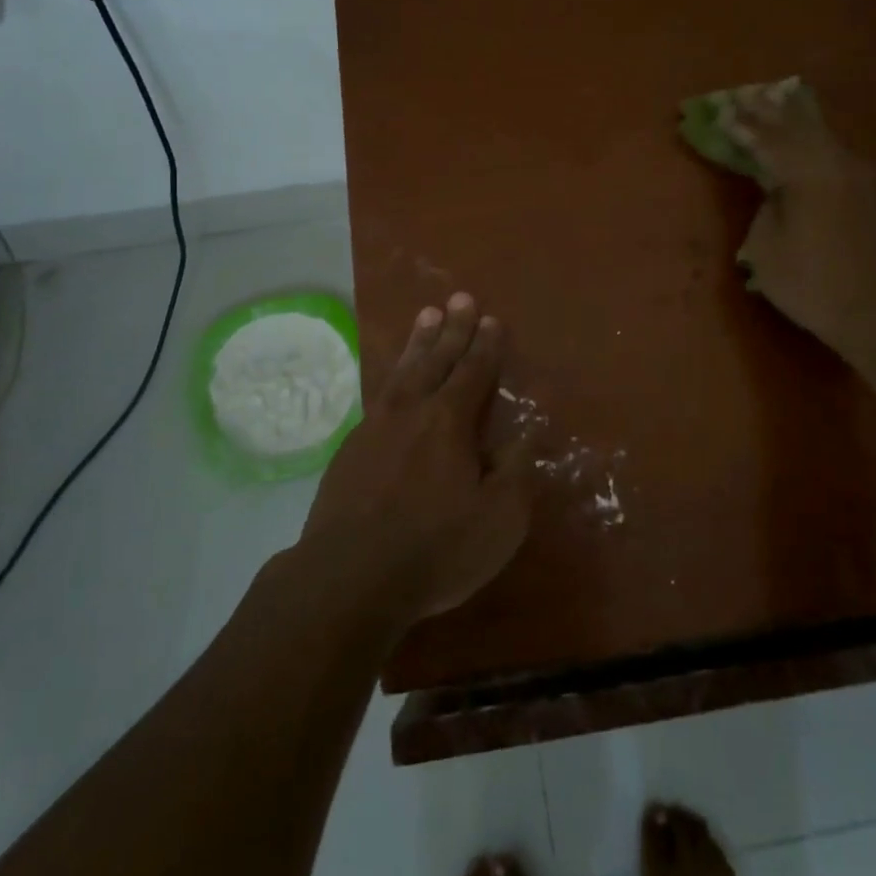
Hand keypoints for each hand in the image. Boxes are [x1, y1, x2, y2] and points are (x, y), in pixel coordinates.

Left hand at [298, 293, 534, 628]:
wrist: (348, 577)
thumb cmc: (434, 548)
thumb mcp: (499, 519)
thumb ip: (516, 471)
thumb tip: (527, 435)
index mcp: (450, 422)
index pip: (474, 372)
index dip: (485, 346)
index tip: (491, 320)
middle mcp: (412, 411)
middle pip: (436, 359)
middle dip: (452, 329)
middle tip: (459, 298)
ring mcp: (375, 427)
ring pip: (403, 372)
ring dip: (418, 343)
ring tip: (426, 316)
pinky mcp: (350, 450)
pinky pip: (379, 396)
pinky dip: (392, 377)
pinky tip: (393, 382)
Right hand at [727, 82, 875, 357]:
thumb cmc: (811, 283)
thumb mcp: (765, 249)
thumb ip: (766, 208)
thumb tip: (776, 192)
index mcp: (809, 174)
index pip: (769, 140)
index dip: (744, 125)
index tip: (723, 109)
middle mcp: (838, 165)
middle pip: (800, 126)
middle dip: (771, 110)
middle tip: (749, 94)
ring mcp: (861, 178)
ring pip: (823, 136)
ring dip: (798, 119)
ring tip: (779, 100)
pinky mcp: (872, 195)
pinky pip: (836, 153)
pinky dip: (815, 140)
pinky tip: (810, 138)